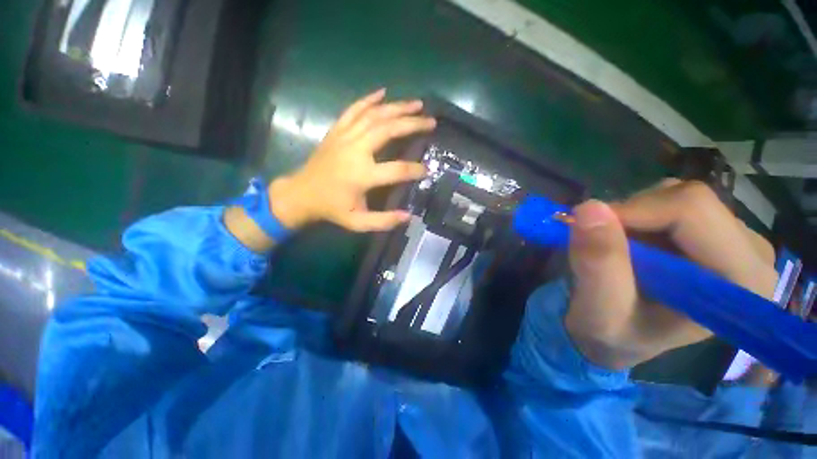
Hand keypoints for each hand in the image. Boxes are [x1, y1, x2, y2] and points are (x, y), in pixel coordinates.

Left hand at [269, 89, 435, 231]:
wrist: (301, 194)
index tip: (427, 170)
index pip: (397, 169)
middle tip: (431, 121)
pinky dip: (369, 99)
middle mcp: (355, 150)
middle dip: (412, 124)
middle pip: (388, 130)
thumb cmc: (331, 209)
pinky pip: (354, 109)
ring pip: (374, 115)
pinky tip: (383, 92)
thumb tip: (408, 216)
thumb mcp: (357, 223)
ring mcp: (344, 137)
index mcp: (362, 175)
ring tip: (417, 104)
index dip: (415, 169)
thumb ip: (383, 221)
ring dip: (397, 107)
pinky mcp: (336, 131)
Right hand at [564, 179, 777, 369]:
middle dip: (631, 215)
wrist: (619, 338)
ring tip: (617, 250)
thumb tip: (588, 208)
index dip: (633, 212)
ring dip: (632, 216)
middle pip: (689, 199)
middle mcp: (751, 254)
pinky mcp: (714, 232)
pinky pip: (670, 200)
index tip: (588, 228)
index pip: (693, 210)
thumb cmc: (613, 334)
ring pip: (676, 195)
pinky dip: (637, 215)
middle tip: (600, 243)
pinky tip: (630, 244)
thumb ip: (598, 264)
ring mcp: (736, 239)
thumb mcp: (599, 311)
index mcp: (740, 282)